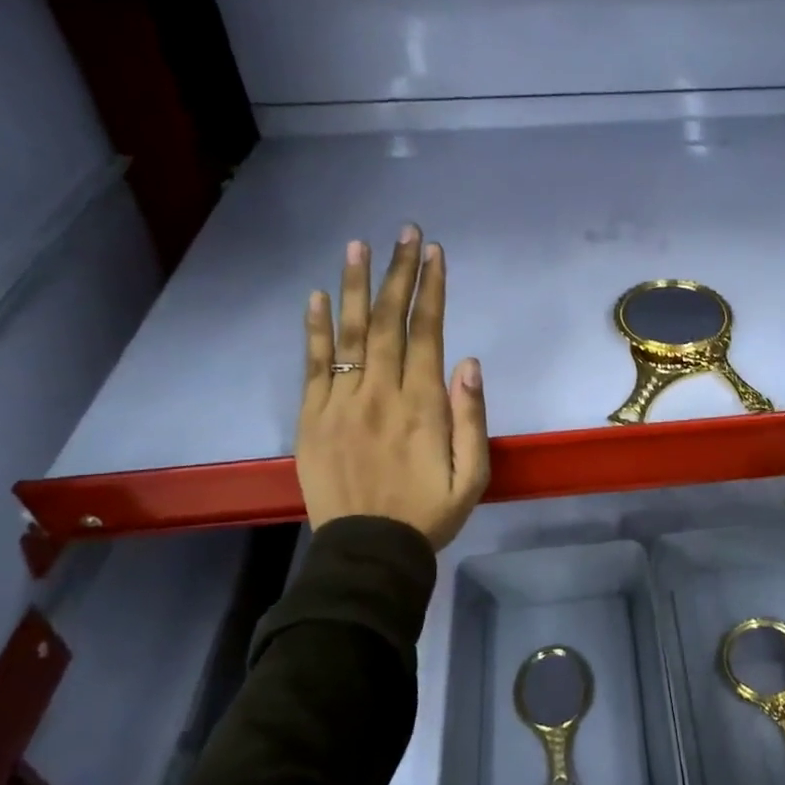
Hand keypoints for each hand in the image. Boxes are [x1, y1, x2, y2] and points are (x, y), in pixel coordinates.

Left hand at [296, 227, 489, 547]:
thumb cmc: (429, 513)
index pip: (426, 333)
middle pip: (387, 322)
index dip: (431, 290)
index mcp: (422, 406)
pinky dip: (313, 330)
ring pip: (348, 334)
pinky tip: (316, 297)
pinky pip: (312, 366)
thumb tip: (468, 362)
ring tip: (357, 246)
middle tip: (403, 232)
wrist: (369, 552)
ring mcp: (341, 404)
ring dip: (353, 287)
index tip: (433, 253)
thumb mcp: (472, 476)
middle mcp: (380, 394)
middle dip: (398, 274)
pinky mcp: (313, 419)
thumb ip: (472, 418)